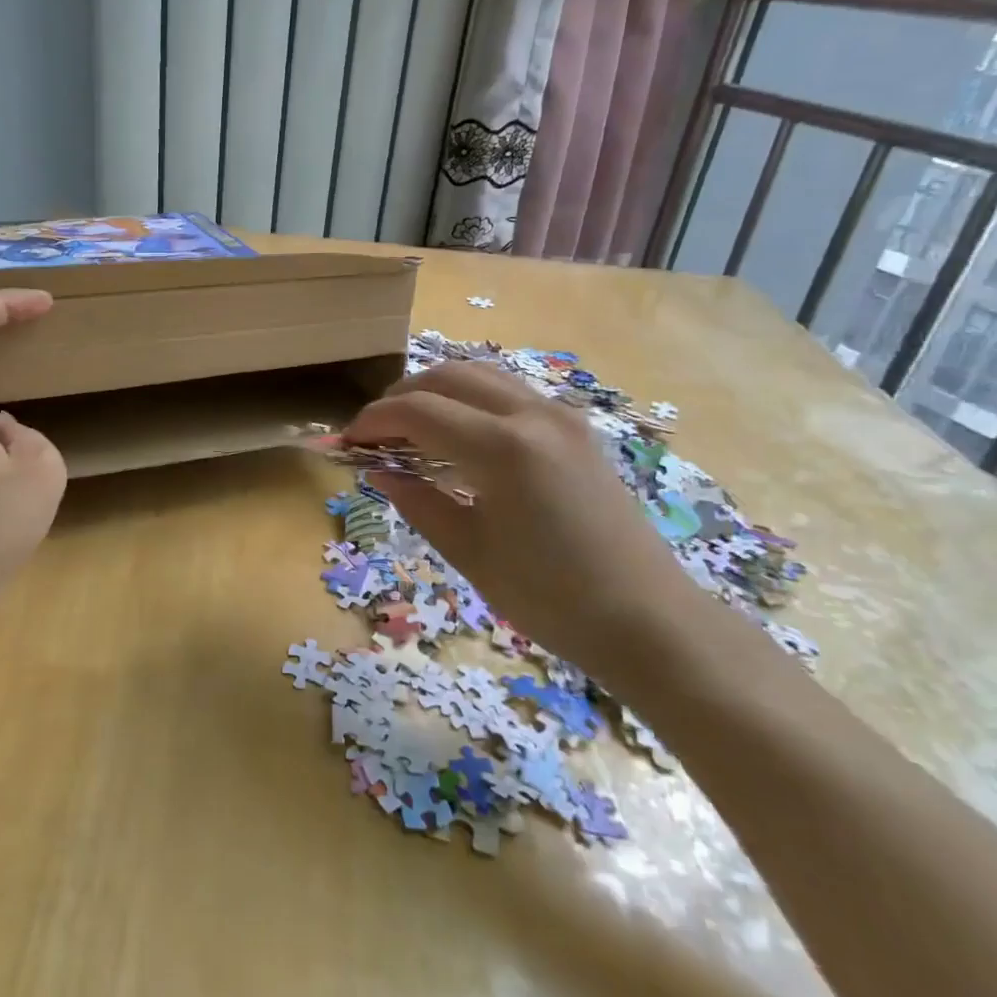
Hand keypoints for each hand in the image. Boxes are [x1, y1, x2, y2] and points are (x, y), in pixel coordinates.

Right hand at [344, 362, 702, 676]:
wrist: (649, 621)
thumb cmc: (552, 598)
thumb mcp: (471, 553)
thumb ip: (419, 502)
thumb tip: (380, 472)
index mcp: (503, 448)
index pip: (419, 411)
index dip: (375, 420)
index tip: (348, 442)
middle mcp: (533, 414)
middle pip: (450, 376)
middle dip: (402, 396)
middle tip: (375, 432)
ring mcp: (561, 417)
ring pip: (482, 376)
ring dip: (438, 392)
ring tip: (410, 430)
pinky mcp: (576, 430)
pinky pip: (510, 394)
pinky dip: (471, 401)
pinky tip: (458, 438)